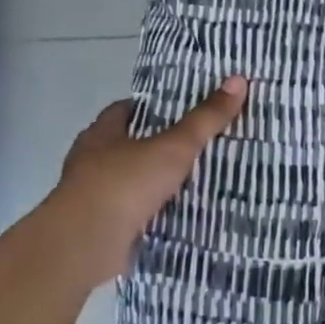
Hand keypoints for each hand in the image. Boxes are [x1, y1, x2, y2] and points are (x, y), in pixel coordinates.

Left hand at [43, 76, 247, 285]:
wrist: (85, 244)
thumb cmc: (125, 183)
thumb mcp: (174, 147)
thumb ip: (206, 118)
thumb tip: (238, 79)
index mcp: (101, 134)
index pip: (125, 110)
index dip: (151, 107)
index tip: (180, 109)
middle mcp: (91, 161)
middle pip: (126, 145)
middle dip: (155, 145)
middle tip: (194, 144)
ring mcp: (92, 196)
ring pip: (128, 181)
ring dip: (152, 181)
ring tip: (191, 179)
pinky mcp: (98, 227)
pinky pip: (130, 212)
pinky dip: (150, 211)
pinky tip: (175, 213)